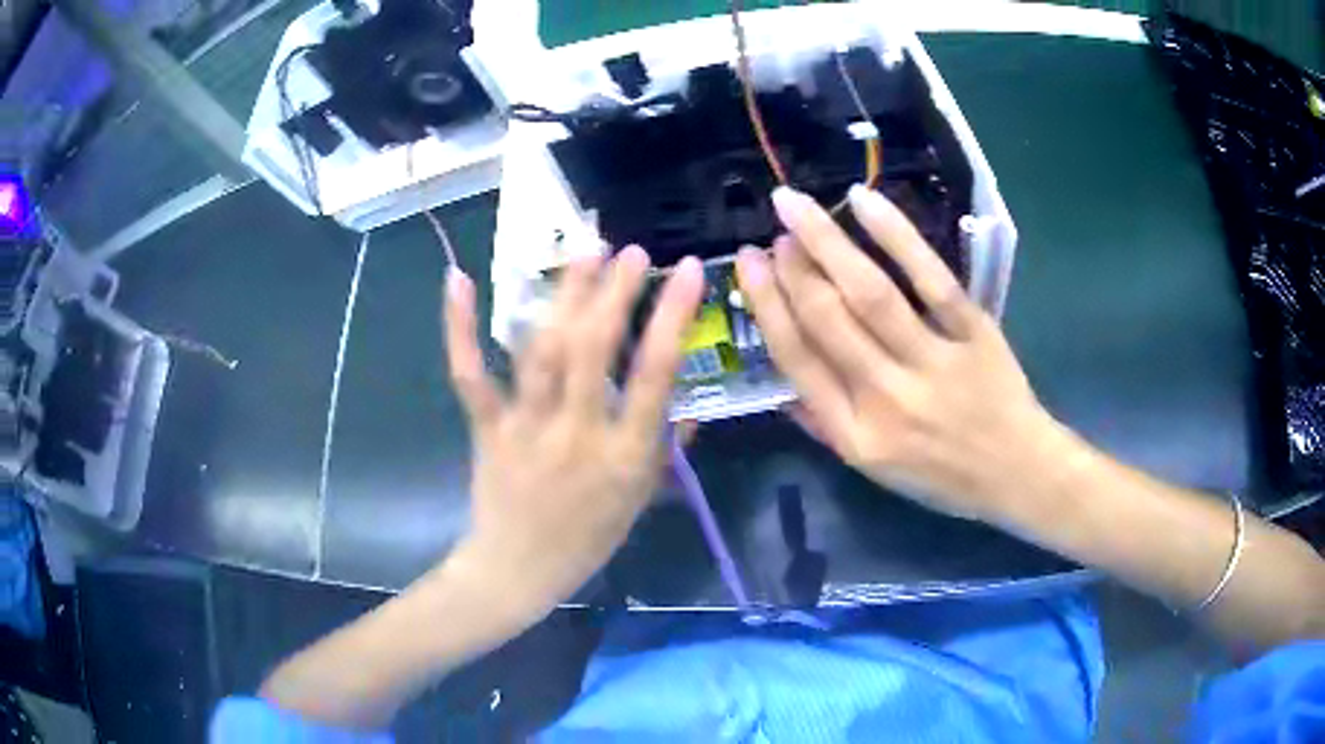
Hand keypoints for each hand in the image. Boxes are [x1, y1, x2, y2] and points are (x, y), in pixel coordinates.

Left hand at [444, 247, 703, 617]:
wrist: (519, 570)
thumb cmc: (588, 538)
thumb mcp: (642, 499)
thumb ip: (667, 447)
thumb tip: (686, 402)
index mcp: (624, 455)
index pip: (655, 375)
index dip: (672, 316)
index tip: (686, 271)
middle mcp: (576, 433)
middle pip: (594, 350)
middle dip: (615, 293)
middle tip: (632, 251)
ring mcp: (526, 427)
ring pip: (543, 352)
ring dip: (563, 296)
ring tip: (584, 252)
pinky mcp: (487, 427)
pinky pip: (471, 375)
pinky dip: (460, 327)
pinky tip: (459, 278)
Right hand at [735, 186, 1061, 519]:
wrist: (1018, 473)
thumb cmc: (943, 476)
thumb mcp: (875, 471)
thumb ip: (826, 428)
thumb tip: (782, 388)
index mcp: (856, 435)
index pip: (798, 360)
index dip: (767, 304)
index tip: (748, 263)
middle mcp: (888, 399)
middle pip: (827, 319)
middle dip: (792, 266)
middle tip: (776, 225)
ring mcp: (933, 364)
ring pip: (871, 294)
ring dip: (827, 242)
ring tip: (797, 205)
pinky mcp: (974, 334)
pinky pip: (932, 280)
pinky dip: (898, 236)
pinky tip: (864, 202)